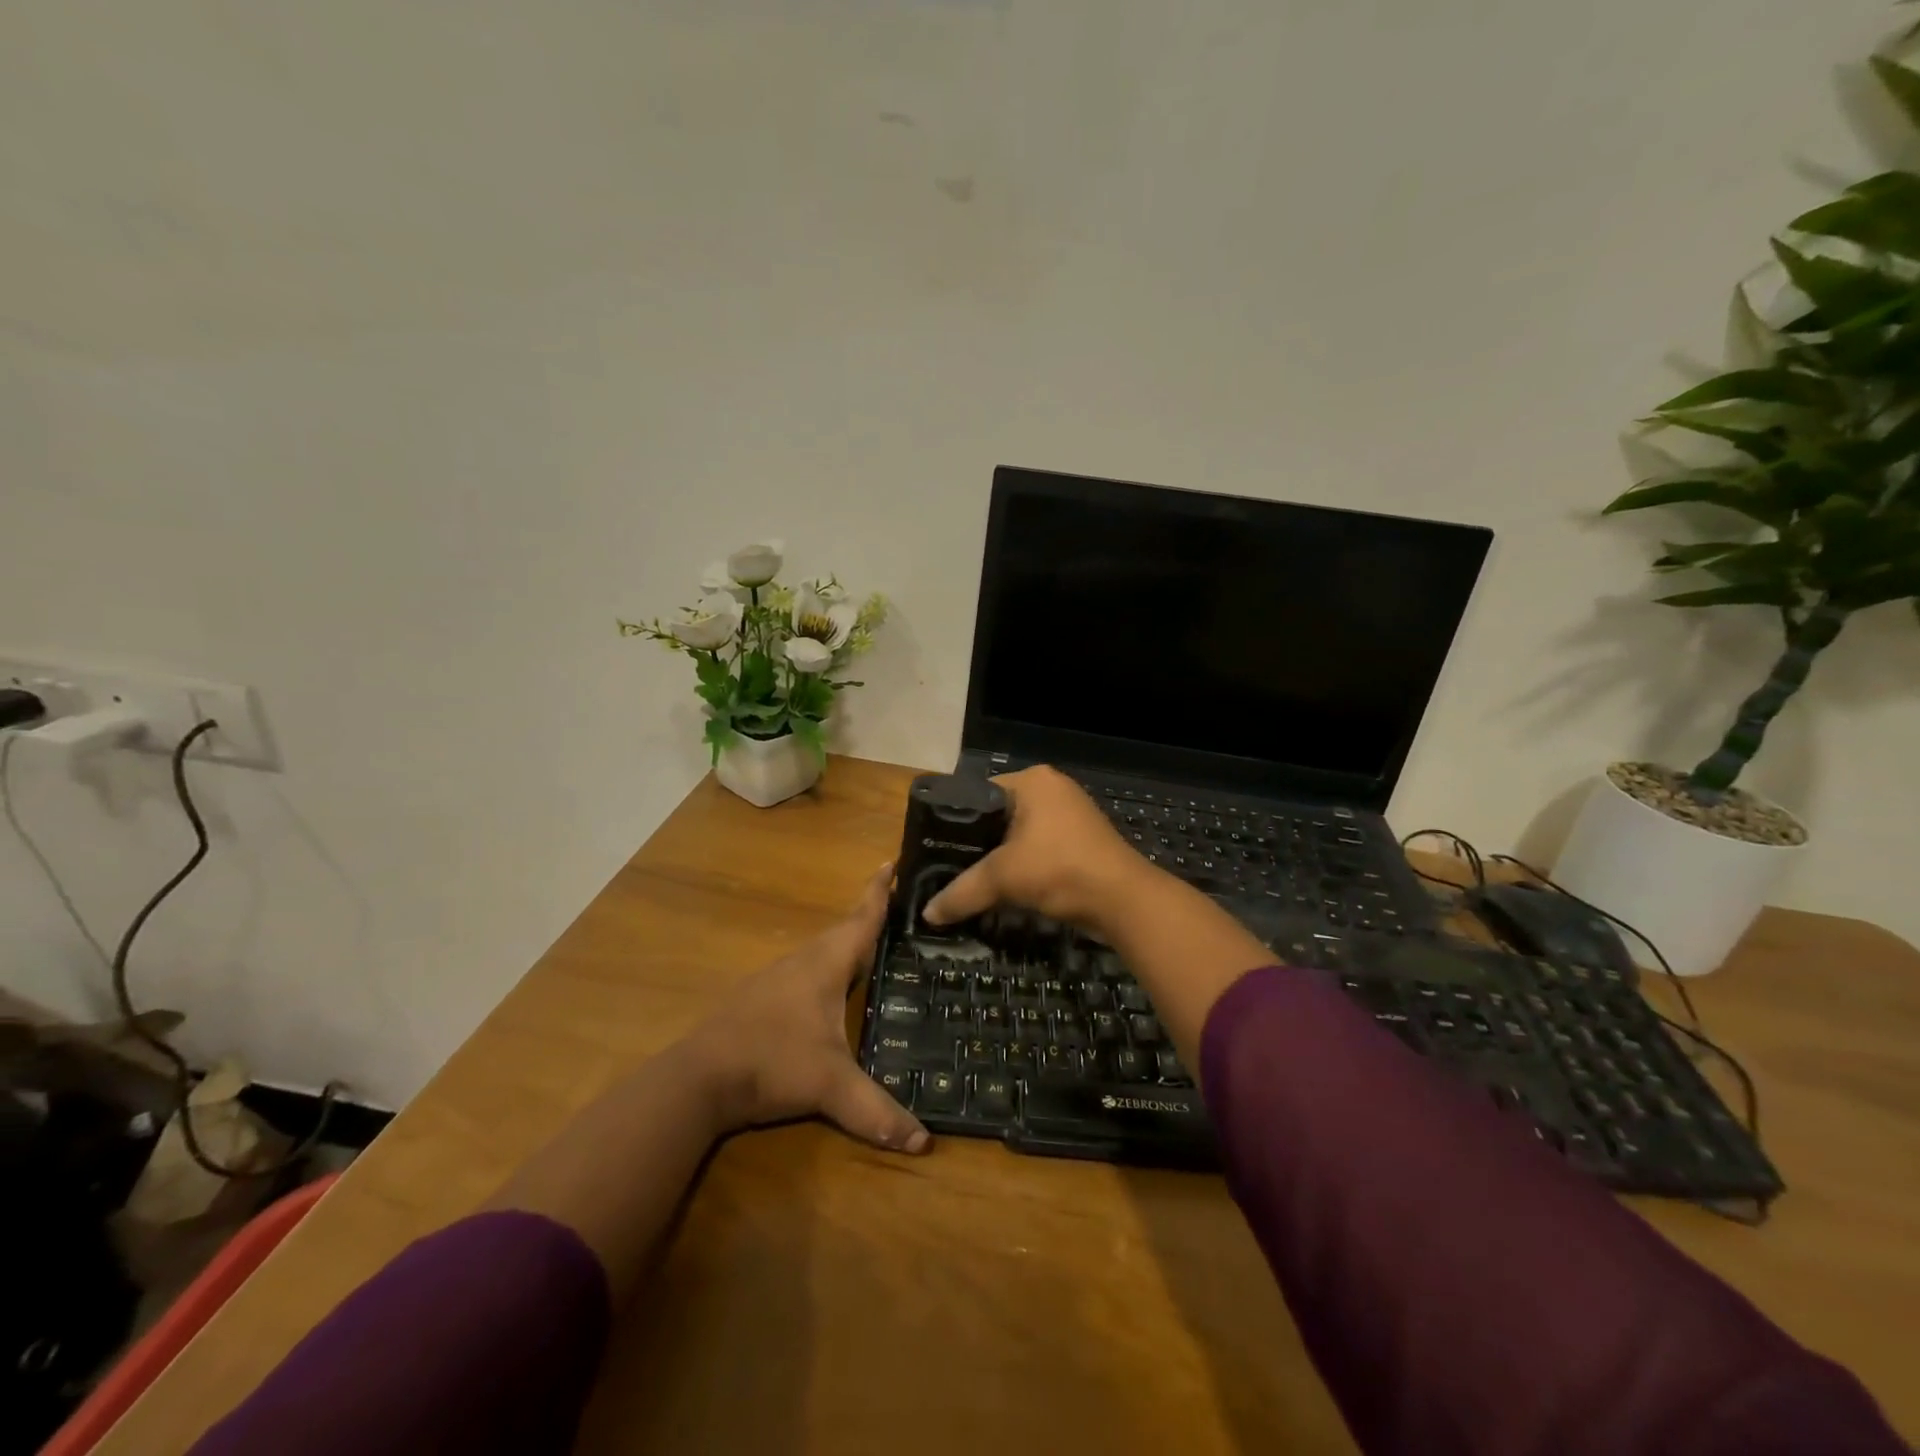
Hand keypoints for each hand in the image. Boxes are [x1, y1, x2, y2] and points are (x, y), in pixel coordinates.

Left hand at [681, 864, 929, 1154]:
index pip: (862, 918)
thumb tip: (924, 1142)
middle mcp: (803, 961)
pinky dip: (827, 971)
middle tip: (899, 911)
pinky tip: (831, 992)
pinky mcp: (761, 999)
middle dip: (870, 918)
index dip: (879, 892)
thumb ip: (876, 1111)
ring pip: (822, 952)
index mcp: (826, 963)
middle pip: (844, 931)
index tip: (892, 860)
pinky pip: (806, 972)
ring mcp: (778, 978)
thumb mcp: (829, 1086)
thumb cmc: (771, 1062)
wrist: (697, 1079)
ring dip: (847, 945)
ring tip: (874, 949)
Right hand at [923, 766, 1161, 937]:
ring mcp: (1070, 814)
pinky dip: (1022, 865)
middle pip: (999, 815)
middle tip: (948, 866)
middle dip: (977, 842)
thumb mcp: (1003, 878)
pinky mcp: (1081, 841)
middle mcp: (1052, 789)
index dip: (955, 821)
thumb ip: (962, 892)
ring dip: (1000, 857)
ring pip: (1019, 834)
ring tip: (970, 879)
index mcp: (1032, 780)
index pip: (979, 793)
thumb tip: (928, 914)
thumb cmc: (1060, 870)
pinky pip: (1039, 848)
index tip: (936, 847)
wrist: (1123, 901)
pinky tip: (1003, 887)